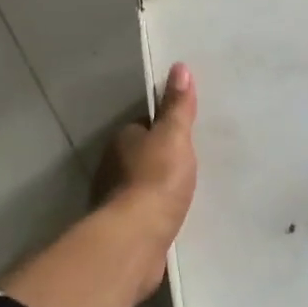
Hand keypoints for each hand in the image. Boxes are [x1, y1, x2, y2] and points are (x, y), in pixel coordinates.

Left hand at [98, 64, 198, 299]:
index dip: (164, 126)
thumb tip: (179, 67)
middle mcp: (114, 167)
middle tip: (194, 159)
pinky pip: (147, 213)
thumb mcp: (174, 135)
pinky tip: (177, 216)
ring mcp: (117, 201)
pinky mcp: (126, 230)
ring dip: (160, 188)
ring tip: (191, 188)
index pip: (144, 126)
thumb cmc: (156, 179)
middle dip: (163, 158)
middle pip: (143, 155)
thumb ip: (178, 106)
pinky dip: (159, 213)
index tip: (186, 130)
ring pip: (144, 186)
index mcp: (123, 140)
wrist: (137, 239)